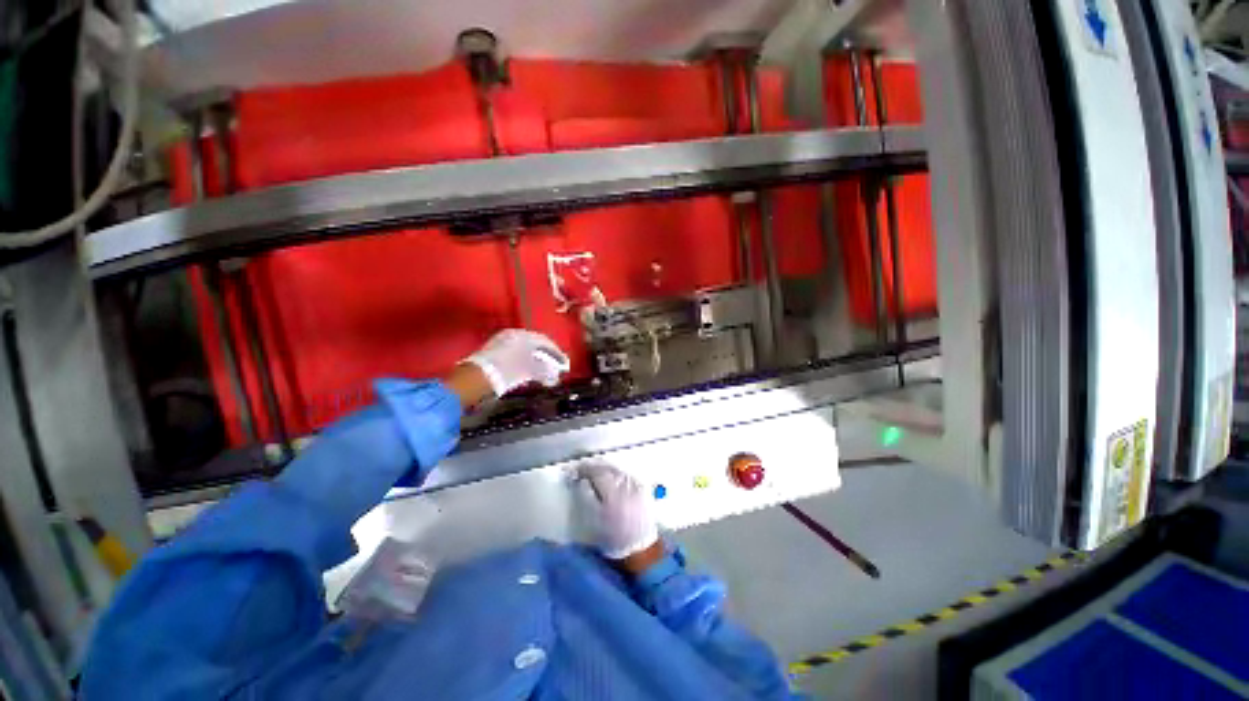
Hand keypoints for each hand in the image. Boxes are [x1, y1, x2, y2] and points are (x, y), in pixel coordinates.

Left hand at [464, 329, 569, 397]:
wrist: (476, 380)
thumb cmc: (504, 371)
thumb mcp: (527, 370)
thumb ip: (543, 371)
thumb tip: (555, 374)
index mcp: (521, 335)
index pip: (544, 341)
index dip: (556, 352)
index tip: (563, 363)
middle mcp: (511, 335)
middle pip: (535, 345)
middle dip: (547, 357)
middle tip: (556, 368)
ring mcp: (501, 343)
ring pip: (526, 351)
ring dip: (537, 362)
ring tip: (545, 373)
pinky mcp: (494, 353)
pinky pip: (517, 355)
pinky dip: (526, 363)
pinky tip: (530, 373)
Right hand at [577, 463, 660, 565]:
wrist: (640, 548)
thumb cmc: (615, 539)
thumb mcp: (597, 521)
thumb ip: (589, 498)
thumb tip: (583, 482)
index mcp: (612, 495)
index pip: (597, 473)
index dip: (585, 469)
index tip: (577, 471)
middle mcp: (626, 487)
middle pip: (608, 469)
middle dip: (595, 468)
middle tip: (584, 471)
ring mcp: (636, 487)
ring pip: (618, 470)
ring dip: (606, 470)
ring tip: (597, 474)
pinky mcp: (643, 489)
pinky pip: (627, 476)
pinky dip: (618, 475)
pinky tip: (613, 479)